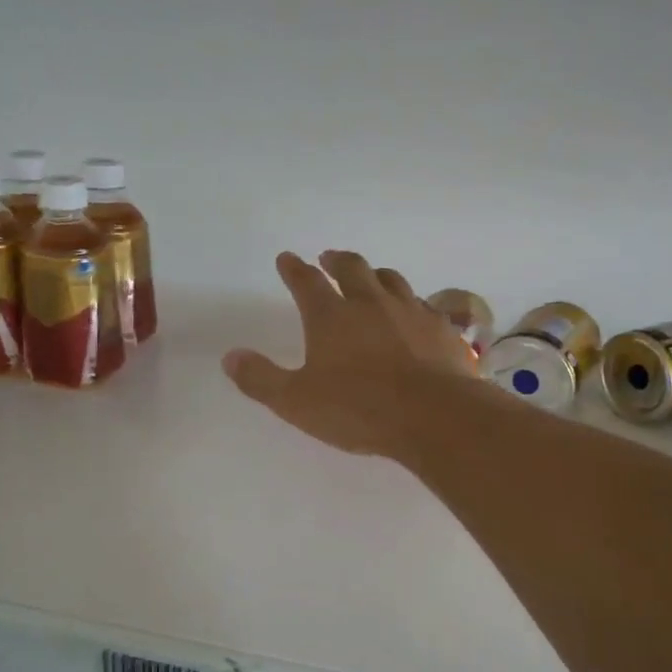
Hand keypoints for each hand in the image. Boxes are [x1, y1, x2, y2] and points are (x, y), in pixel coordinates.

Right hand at [222, 251, 480, 456]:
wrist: (435, 414)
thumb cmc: (360, 409)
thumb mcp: (297, 402)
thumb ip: (261, 379)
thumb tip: (230, 356)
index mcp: (331, 316)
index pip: (306, 282)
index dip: (294, 269)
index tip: (287, 258)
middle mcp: (370, 303)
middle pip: (352, 268)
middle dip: (336, 260)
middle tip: (328, 257)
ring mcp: (410, 311)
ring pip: (390, 280)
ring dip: (375, 274)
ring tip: (370, 277)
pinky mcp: (440, 327)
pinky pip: (422, 304)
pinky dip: (410, 302)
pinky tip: (412, 311)